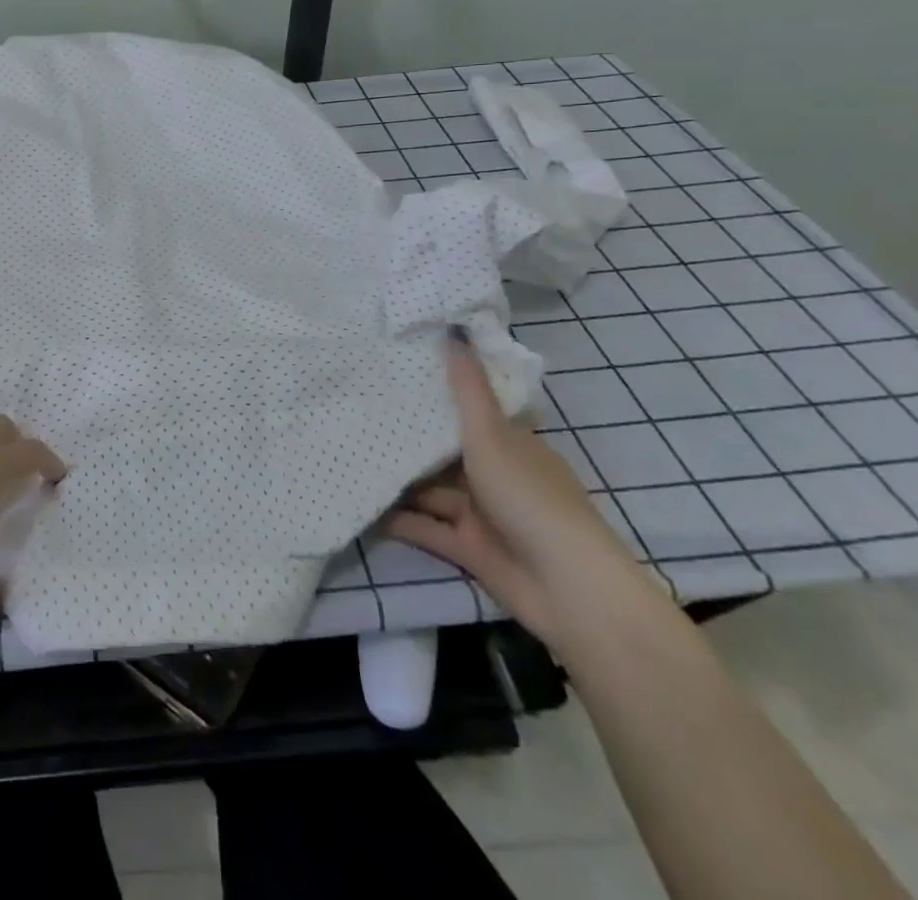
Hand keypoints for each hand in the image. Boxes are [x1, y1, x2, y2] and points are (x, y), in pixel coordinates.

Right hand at [384, 331, 649, 646]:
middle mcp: (497, 475)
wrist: (566, 587)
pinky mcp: (469, 549)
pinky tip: (364, 506)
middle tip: (360, 413)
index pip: (474, 411)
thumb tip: (454, 330)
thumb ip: (468, 390)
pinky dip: (400, 520)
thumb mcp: (492, 435)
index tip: (396, 373)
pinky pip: (427, 528)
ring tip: (352, 458)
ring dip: (401, 481)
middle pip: (447, 452)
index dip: (439, 393)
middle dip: (410, 439)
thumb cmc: (528, 497)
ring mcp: (483, 514)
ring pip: (433, 491)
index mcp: (511, 444)